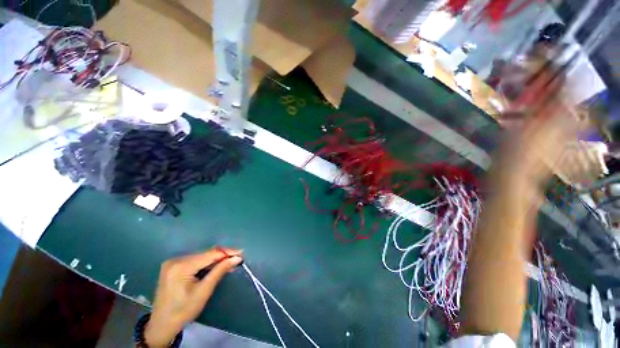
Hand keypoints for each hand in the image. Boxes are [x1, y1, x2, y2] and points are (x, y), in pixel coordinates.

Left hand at [144, 248, 242, 346]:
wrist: (161, 325)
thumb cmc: (183, 310)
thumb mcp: (204, 291)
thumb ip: (220, 271)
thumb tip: (236, 258)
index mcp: (181, 266)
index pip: (209, 254)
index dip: (227, 253)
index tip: (241, 252)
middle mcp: (176, 259)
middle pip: (205, 254)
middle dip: (221, 257)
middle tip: (236, 260)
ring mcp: (173, 262)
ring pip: (201, 257)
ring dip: (215, 260)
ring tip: (228, 264)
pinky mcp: (173, 266)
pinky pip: (194, 261)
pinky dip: (206, 263)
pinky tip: (215, 267)